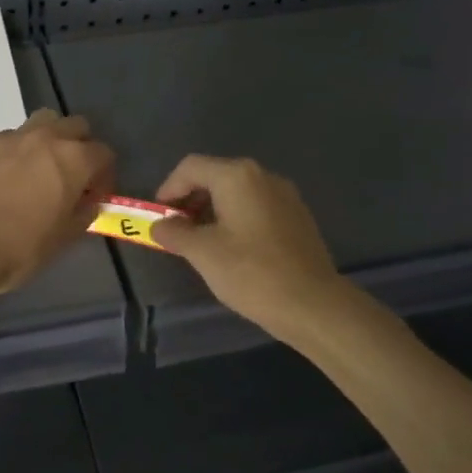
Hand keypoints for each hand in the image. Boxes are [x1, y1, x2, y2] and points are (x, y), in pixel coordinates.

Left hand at [0, 110, 115, 295]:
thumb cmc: (17, 248)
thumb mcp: (61, 240)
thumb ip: (82, 215)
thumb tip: (88, 202)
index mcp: (73, 160)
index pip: (104, 153)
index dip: (105, 176)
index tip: (94, 197)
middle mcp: (45, 138)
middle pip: (76, 126)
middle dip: (81, 147)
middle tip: (72, 177)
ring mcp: (11, 137)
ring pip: (42, 122)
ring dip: (49, 139)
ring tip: (40, 169)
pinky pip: (10, 138)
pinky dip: (17, 151)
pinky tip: (6, 177)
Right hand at [151, 155, 349, 333]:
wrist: (313, 305)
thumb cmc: (251, 272)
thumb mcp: (202, 252)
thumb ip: (175, 233)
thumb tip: (160, 226)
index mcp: (237, 176)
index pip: (191, 167)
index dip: (168, 188)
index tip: (158, 216)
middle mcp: (263, 177)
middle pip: (215, 176)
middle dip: (190, 199)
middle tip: (176, 230)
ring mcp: (285, 196)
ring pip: (237, 192)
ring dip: (212, 210)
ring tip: (200, 242)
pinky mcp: (297, 218)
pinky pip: (256, 207)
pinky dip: (235, 219)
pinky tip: (231, 249)